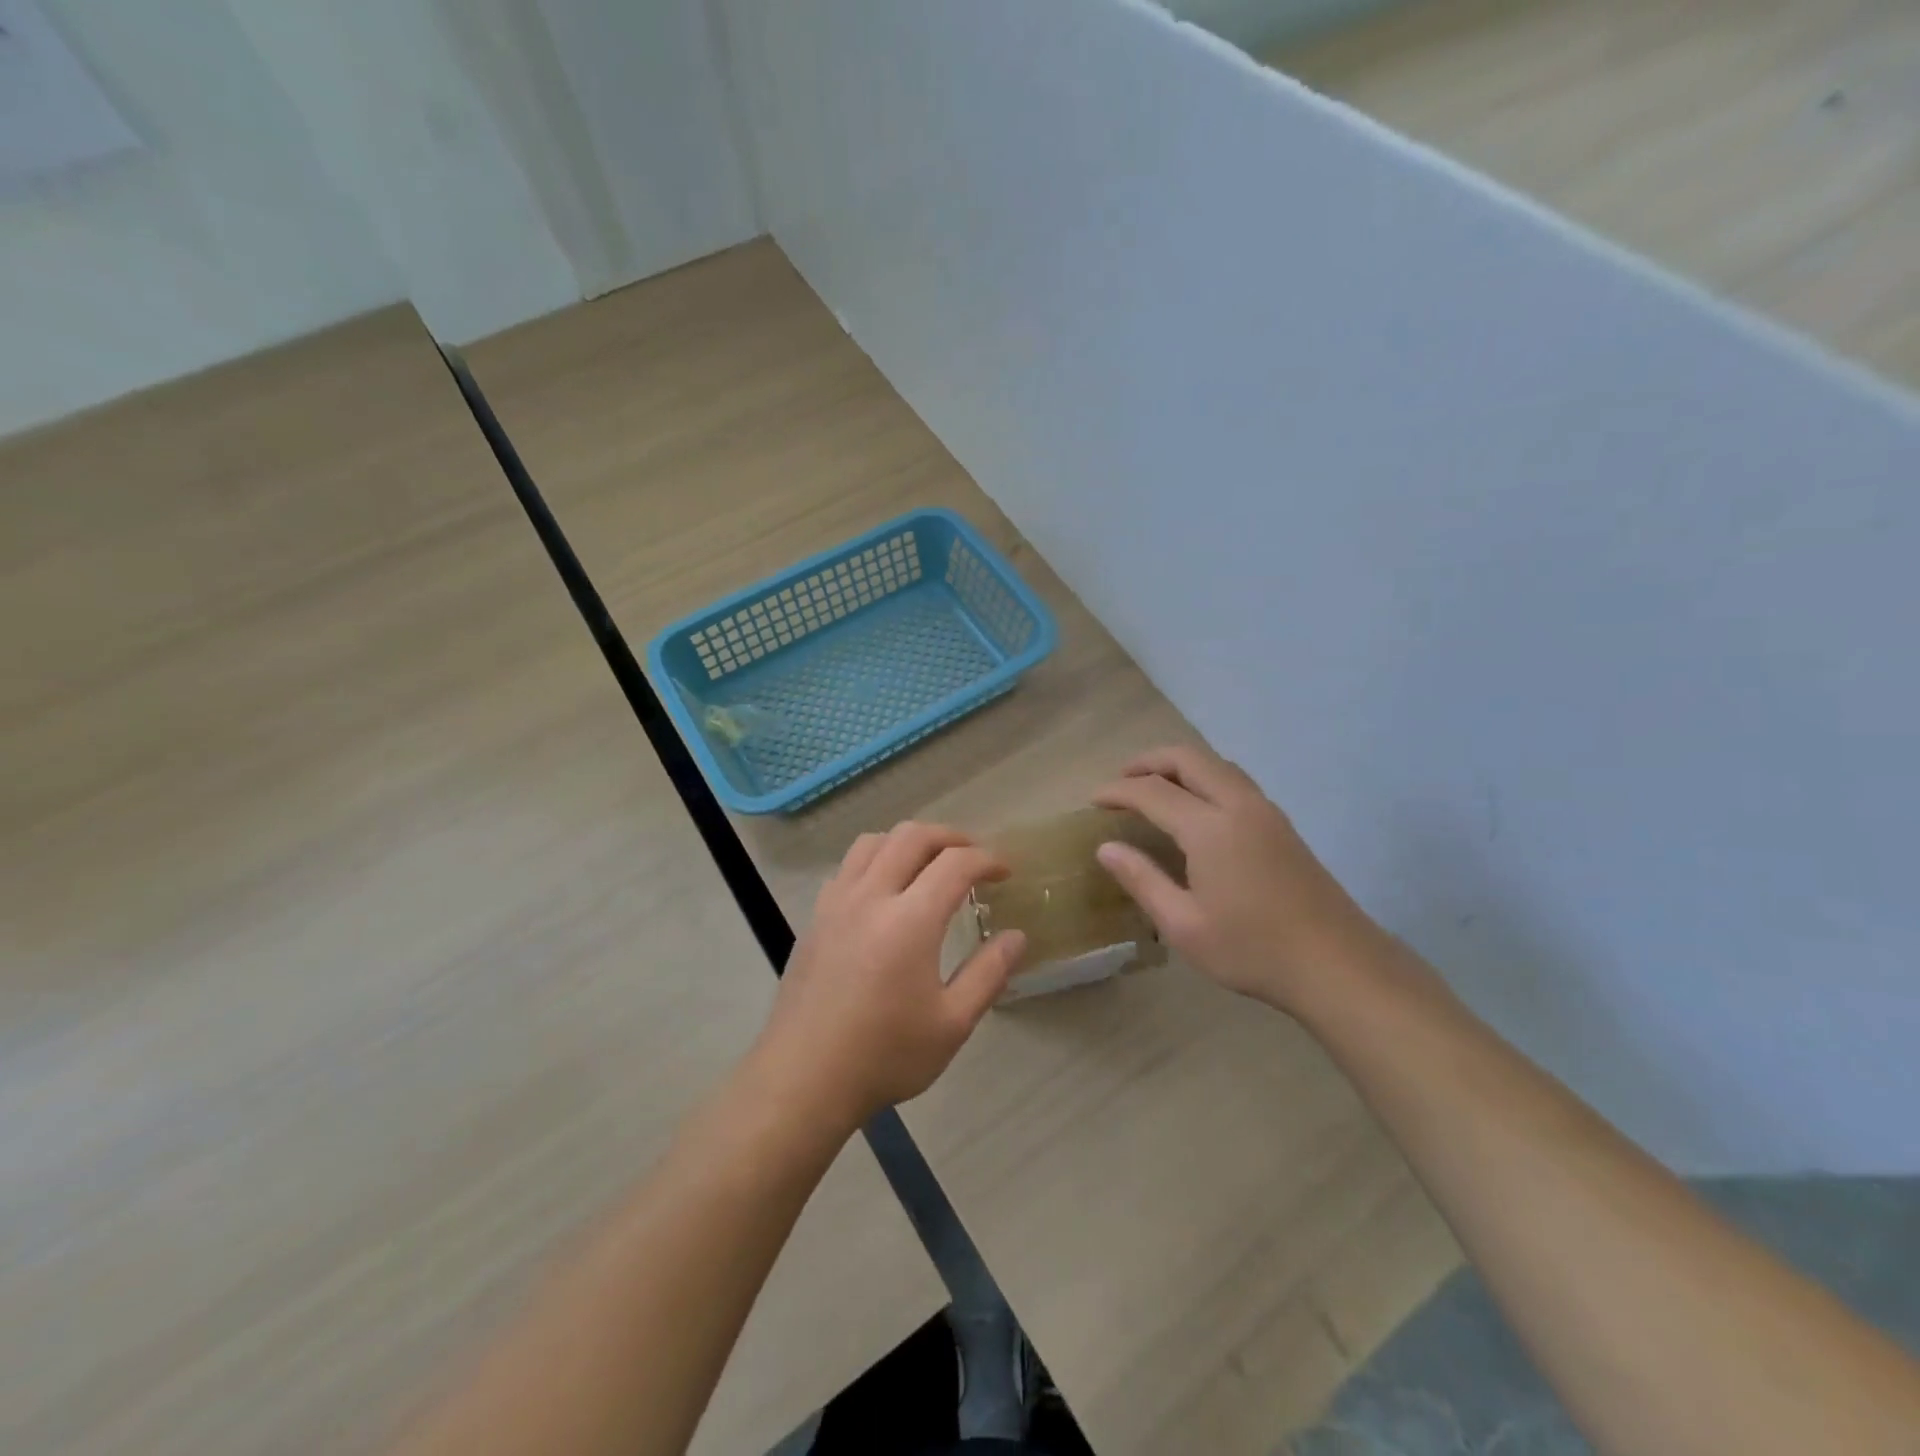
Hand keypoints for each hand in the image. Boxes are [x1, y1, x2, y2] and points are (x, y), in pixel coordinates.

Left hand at [754, 823, 1027, 1134]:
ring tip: (929, 864)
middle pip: (912, 836)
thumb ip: (988, 974)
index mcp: (909, 920)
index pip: (955, 864)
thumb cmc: (884, 1055)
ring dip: (908, 841)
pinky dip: (875, 860)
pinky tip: (885, 892)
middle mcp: (871, 897)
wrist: (803, 1078)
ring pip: (873, 842)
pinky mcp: (815, 917)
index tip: (1005, 872)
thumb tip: (1016, 936)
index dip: (987, 859)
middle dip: (950, 837)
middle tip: (974, 857)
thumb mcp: (952, 1024)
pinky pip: (848, 867)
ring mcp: (836, 903)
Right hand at [1092, 745, 1382, 1016]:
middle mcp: (1239, 805)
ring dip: (1179, 765)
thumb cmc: (1252, 950)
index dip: (1118, 790)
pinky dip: (1204, 778)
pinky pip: (1234, 780)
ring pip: (1216, 764)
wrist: (1337, 965)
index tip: (1093, 800)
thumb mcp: (1183, 925)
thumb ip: (1142, 879)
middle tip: (1121, 781)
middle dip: (1148, 761)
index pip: (1152, 791)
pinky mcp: (1282, 825)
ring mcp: (1266, 811)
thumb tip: (1105, 848)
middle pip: (1188, 758)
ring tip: (1154, 788)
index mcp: (1210, 828)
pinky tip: (1195, 808)